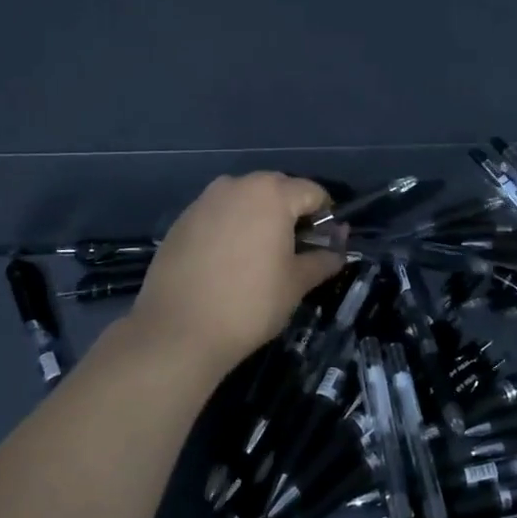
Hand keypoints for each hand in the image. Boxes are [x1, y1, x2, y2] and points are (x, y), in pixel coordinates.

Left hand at [131, 173, 344, 374]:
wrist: (178, 332)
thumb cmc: (249, 303)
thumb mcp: (297, 283)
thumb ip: (323, 258)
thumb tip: (338, 249)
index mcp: (272, 194)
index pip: (312, 192)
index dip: (326, 216)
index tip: (325, 243)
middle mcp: (237, 185)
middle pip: (277, 189)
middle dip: (291, 212)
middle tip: (296, 249)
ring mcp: (205, 201)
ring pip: (244, 199)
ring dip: (259, 217)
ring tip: (260, 254)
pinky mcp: (181, 221)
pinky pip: (218, 214)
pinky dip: (231, 228)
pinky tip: (228, 261)